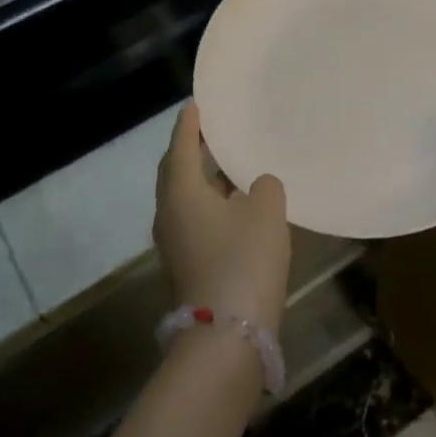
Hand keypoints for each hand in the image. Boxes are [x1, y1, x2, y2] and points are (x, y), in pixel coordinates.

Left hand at [153, 103, 290, 333]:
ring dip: (201, 179)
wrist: (227, 332)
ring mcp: (174, 242)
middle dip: (190, 150)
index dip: (189, 124)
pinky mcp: (186, 263)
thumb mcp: (266, 212)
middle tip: (210, 131)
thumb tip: (257, 186)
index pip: (181, 146)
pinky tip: (233, 204)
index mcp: (181, 191)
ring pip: (183, 197)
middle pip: (175, 171)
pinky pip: (192, 219)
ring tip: (226, 163)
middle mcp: (169, 212)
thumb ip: (265, 186)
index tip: (195, 104)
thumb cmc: (244, 259)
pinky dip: (208, 203)